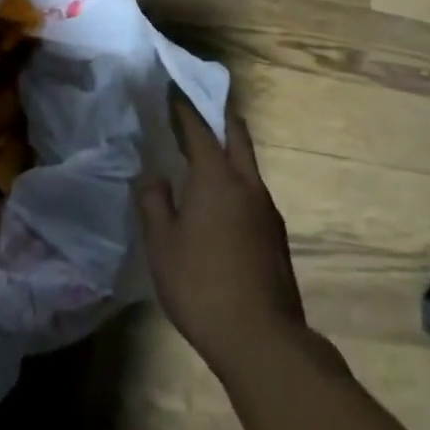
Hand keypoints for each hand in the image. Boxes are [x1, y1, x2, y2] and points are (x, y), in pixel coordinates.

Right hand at [136, 88, 307, 376]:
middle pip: (235, 134)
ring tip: (204, 154)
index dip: (184, 107)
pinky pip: (253, 190)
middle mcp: (246, 182)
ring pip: (247, 162)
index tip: (172, 89)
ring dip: (228, 148)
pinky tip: (221, 201)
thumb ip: (153, 203)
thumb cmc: (202, 285)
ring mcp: (266, 208)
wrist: (262, 340)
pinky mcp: (276, 235)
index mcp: (216, 176)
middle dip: (216, 115)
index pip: (198, 127)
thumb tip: (152, 175)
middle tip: (196, 107)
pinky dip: (236, 179)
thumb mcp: (162, 245)